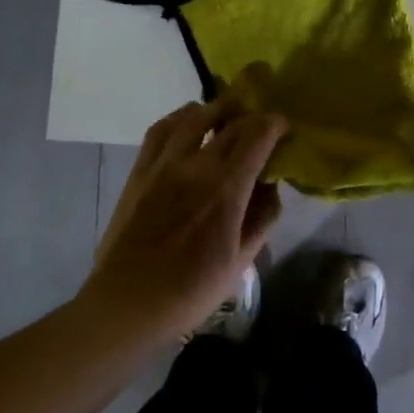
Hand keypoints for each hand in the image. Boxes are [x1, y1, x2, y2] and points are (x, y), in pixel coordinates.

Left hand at [80, 90, 287, 340]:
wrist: (128, 302)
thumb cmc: (191, 290)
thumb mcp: (241, 261)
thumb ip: (262, 217)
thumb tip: (271, 186)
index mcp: (227, 187)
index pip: (257, 135)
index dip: (275, 124)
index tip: (285, 127)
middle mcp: (196, 164)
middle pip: (230, 123)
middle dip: (252, 117)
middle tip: (262, 124)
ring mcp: (164, 164)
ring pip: (194, 116)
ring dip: (216, 110)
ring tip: (227, 115)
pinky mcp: (140, 170)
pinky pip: (160, 129)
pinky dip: (180, 118)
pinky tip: (188, 122)